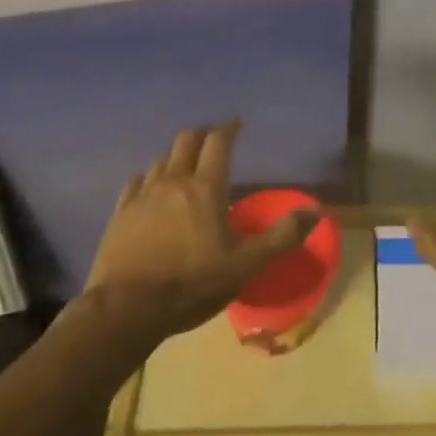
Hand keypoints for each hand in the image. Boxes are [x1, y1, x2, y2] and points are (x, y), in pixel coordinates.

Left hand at [82, 120, 314, 346]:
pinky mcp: (120, 214)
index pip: (219, 143)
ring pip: (161, 160)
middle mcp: (174, 181)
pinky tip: (149, 190)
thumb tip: (315, 213)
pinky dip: (147, 179)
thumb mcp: (245, 267)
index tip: (237, 124)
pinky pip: (135, 182)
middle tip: (212, 141)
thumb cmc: (191, 285)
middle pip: (187, 141)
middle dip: (202, 135)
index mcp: (206, 188)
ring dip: (175, 157)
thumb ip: (281, 238)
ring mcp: (143, 196)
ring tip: (184, 167)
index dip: (229, 129)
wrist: (125, 311)